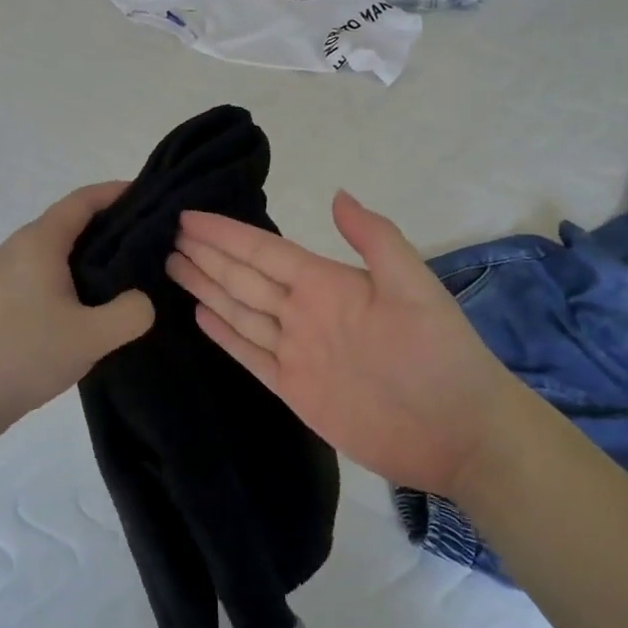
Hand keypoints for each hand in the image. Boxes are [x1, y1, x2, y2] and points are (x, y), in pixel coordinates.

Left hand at [0, 182, 154, 440]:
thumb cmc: (22, 353)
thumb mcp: (90, 336)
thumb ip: (130, 313)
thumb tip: (141, 301)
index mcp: (39, 241)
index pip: (83, 200)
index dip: (117, 192)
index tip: (151, 197)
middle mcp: (19, 247)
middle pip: (70, 222)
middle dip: (111, 226)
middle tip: (151, 243)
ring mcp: (5, 274)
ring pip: (57, 251)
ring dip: (91, 256)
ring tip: (127, 276)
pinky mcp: (0, 300)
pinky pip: (44, 274)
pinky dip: (72, 277)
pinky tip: (90, 307)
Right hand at [167, 190, 519, 492]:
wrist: (461, 433)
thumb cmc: (441, 355)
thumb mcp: (415, 287)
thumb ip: (375, 240)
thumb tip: (336, 194)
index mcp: (326, 283)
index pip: (262, 251)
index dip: (225, 233)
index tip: (187, 215)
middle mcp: (303, 312)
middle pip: (242, 277)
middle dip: (205, 254)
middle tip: (166, 234)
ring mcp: (296, 350)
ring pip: (239, 310)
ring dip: (205, 286)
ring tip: (172, 264)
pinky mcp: (294, 388)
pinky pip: (250, 354)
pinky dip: (224, 334)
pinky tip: (200, 314)